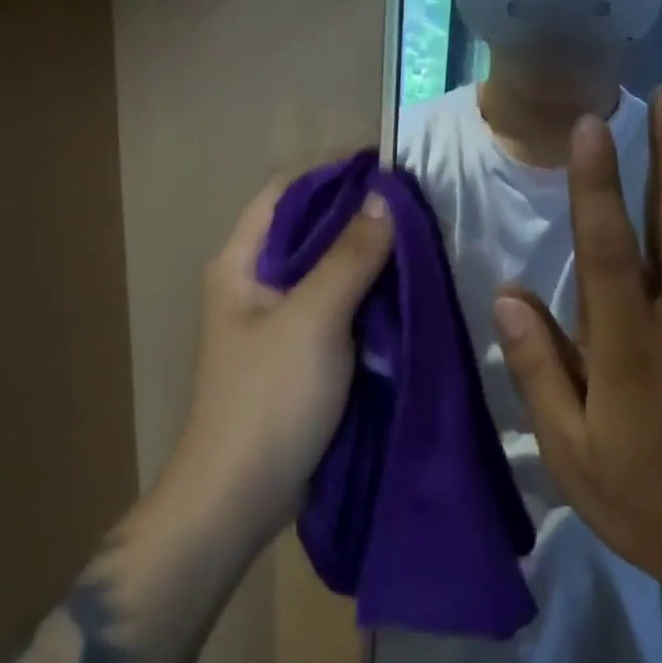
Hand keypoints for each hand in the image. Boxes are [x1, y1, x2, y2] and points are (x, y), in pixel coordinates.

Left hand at [170, 173, 393, 544]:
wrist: (240, 495)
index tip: (389, 167)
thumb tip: (384, 197)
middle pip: (308, 228)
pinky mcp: (300, 354)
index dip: (333, 171)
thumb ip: (349, 257)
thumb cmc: (270, 399)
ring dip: (368, 255)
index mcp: (241, 262)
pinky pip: (338, 307)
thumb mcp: (314, 320)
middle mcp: (255, 282)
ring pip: (327, 269)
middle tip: (418, 207)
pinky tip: (406, 291)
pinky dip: (369, 294)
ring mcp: (277, 321)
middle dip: (359, 213)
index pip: (286, 192)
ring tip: (421, 242)